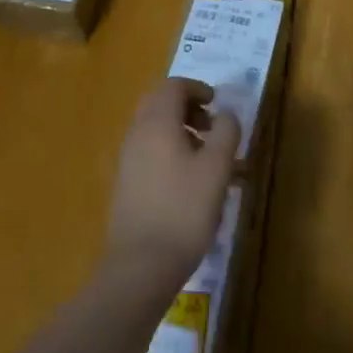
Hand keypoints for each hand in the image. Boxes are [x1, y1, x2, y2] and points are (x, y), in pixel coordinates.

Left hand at [105, 77, 240, 296]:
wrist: (140, 266)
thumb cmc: (184, 210)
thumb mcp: (217, 168)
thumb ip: (226, 132)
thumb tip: (226, 113)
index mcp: (157, 122)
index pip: (172, 86)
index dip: (197, 88)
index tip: (217, 104)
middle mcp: (137, 133)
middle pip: (159, 103)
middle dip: (187, 107)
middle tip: (211, 127)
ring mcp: (127, 159)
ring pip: (154, 129)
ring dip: (180, 131)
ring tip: (207, 158)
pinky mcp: (126, 184)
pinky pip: (149, 151)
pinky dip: (169, 151)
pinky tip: (190, 183)